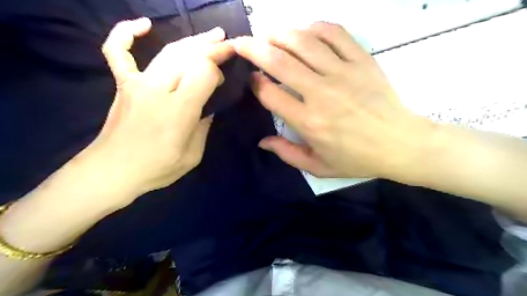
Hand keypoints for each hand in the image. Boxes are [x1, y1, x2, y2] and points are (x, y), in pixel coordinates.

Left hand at [78, 18, 231, 203]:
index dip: (217, 71)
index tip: (223, 80)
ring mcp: (138, 84)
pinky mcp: (123, 85)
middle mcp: (159, 90)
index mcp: (180, 110)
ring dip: (192, 41)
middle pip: (189, 57)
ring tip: (212, 35)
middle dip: (213, 48)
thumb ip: (203, 127)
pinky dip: (126, 34)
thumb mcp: (193, 155)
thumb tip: (208, 109)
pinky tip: (143, 25)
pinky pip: (118, 52)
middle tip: (229, 44)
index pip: (204, 73)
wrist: (112, 171)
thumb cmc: (157, 168)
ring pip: (168, 52)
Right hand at [233, 22, 436, 180]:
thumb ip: (287, 154)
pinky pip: (335, 34)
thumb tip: (262, 142)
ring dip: (280, 34)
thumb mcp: (318, 167)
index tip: (251, 78)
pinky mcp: (361, 61)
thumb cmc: (357, 159)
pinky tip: (305, 31)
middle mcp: (321, 93)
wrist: (401, 144)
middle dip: (254, 48)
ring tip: (268, 34)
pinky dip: (316, 27)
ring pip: (303, 42)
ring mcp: (343, 73)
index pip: (270, 94)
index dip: (255, 83)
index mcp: (308, 121)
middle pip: (279, 61)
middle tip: (241, 42)